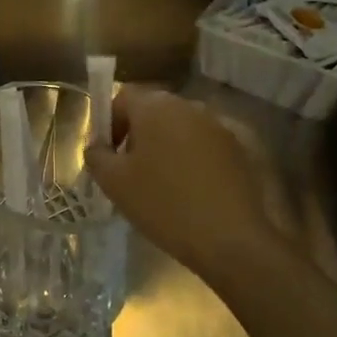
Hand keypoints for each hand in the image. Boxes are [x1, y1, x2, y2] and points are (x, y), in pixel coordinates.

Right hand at [83, 85, 276, 283]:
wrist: (230, 238)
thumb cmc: (163, 204)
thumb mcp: (114, 183)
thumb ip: (96, 156)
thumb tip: (97, 147)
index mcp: (156, 107)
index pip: (123, 97)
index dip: (109, 122)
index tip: (107, 154)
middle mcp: (190, 106)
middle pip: (153, 110)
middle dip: (137, 134)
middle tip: (129, 171)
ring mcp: (219, 126)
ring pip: (180, 128)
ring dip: (165, 146)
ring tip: (160, 183)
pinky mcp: (239, 149)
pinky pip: (203, 145)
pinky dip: (191, 159)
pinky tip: (190, 191)